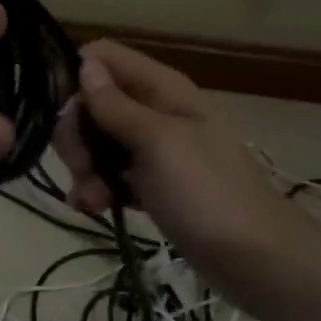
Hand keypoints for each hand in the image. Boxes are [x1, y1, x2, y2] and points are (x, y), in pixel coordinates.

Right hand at [53, 40, 317, 312]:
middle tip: (81, 167)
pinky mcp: (150, 184)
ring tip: (93, 200)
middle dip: (77, 134)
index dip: (74, 78)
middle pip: (91, 102)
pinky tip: (92, 208)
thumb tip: (84, 63)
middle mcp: (153, 110)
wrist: (259, 262)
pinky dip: (96, 189)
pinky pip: (109, 174)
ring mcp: (152, 149)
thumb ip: (116, 105)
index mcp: (161, 88)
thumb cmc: (208, 193)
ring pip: (96, 141)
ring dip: (84, 168)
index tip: (61, 113)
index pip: (102, 58)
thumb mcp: (158, 143)